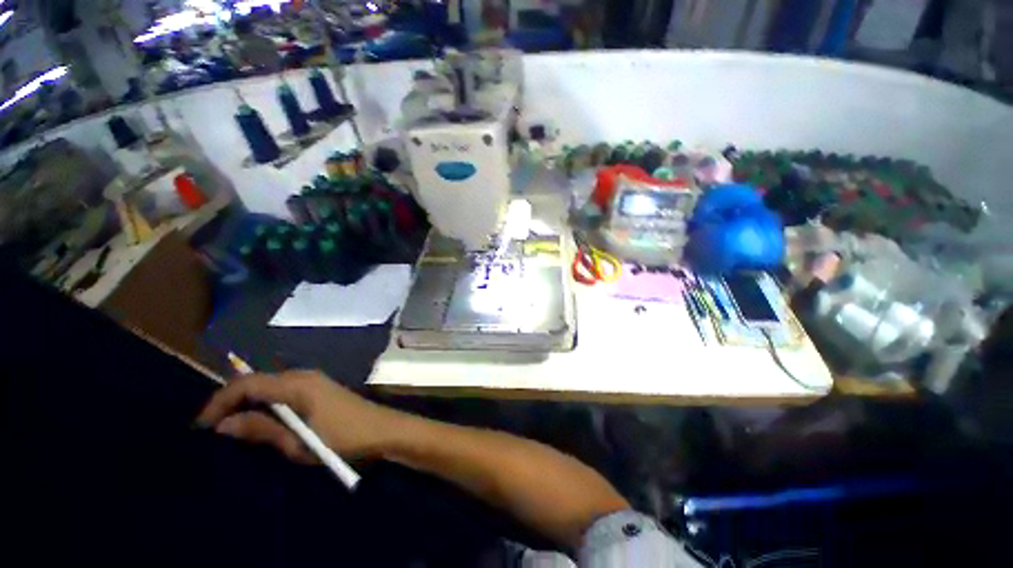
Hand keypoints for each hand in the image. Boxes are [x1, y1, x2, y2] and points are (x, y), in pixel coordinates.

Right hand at [196, 371, 399, 464]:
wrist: (382, 430)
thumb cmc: (342, 438)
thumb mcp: (298, 441)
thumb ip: (261, 429)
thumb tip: (223, 424)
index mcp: (297, 384)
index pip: (248, 383)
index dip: (220, 400)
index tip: (201, 425)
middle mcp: (304, 375)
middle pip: (258, 381)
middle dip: (232, 401)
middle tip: (214, 428)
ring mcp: (315, 380)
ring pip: (271, 385)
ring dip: (250, 403)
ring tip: (232, 427)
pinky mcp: (321, 389)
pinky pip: (285, 391)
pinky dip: (268, 403)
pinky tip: (262, 420)